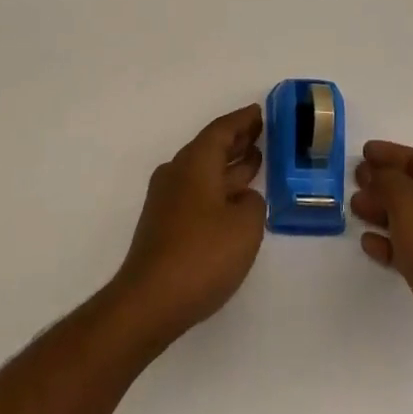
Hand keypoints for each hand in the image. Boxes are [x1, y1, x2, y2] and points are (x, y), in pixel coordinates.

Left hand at [110, 104, 266, 348]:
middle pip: (211, 147)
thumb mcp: (246, 226)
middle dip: (237, 140)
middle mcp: (177, 172)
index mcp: (195, 162)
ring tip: (256, 163)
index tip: (261, 111)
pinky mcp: (164, 225)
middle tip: (263, 134)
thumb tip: (244, 199)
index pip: (222, 129)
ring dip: (229, 166)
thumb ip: (254, 203)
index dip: (243, 120)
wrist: (149, 302)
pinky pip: (197, 192)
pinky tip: (235, 202)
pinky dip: (219, 188)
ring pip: (204, 171)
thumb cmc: (202, 255)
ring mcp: (167, 199)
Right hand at [353, 140, 412, 392]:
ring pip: (409, 218)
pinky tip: (369, 244)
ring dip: (382, 211)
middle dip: (382, 182)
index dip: (390, 153)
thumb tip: (378, 175)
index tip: (363, 151)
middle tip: (355, 181)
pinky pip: (410, 248)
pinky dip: (388, 243)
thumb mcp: (407, 200)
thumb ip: (387, 180)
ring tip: (355, 209)